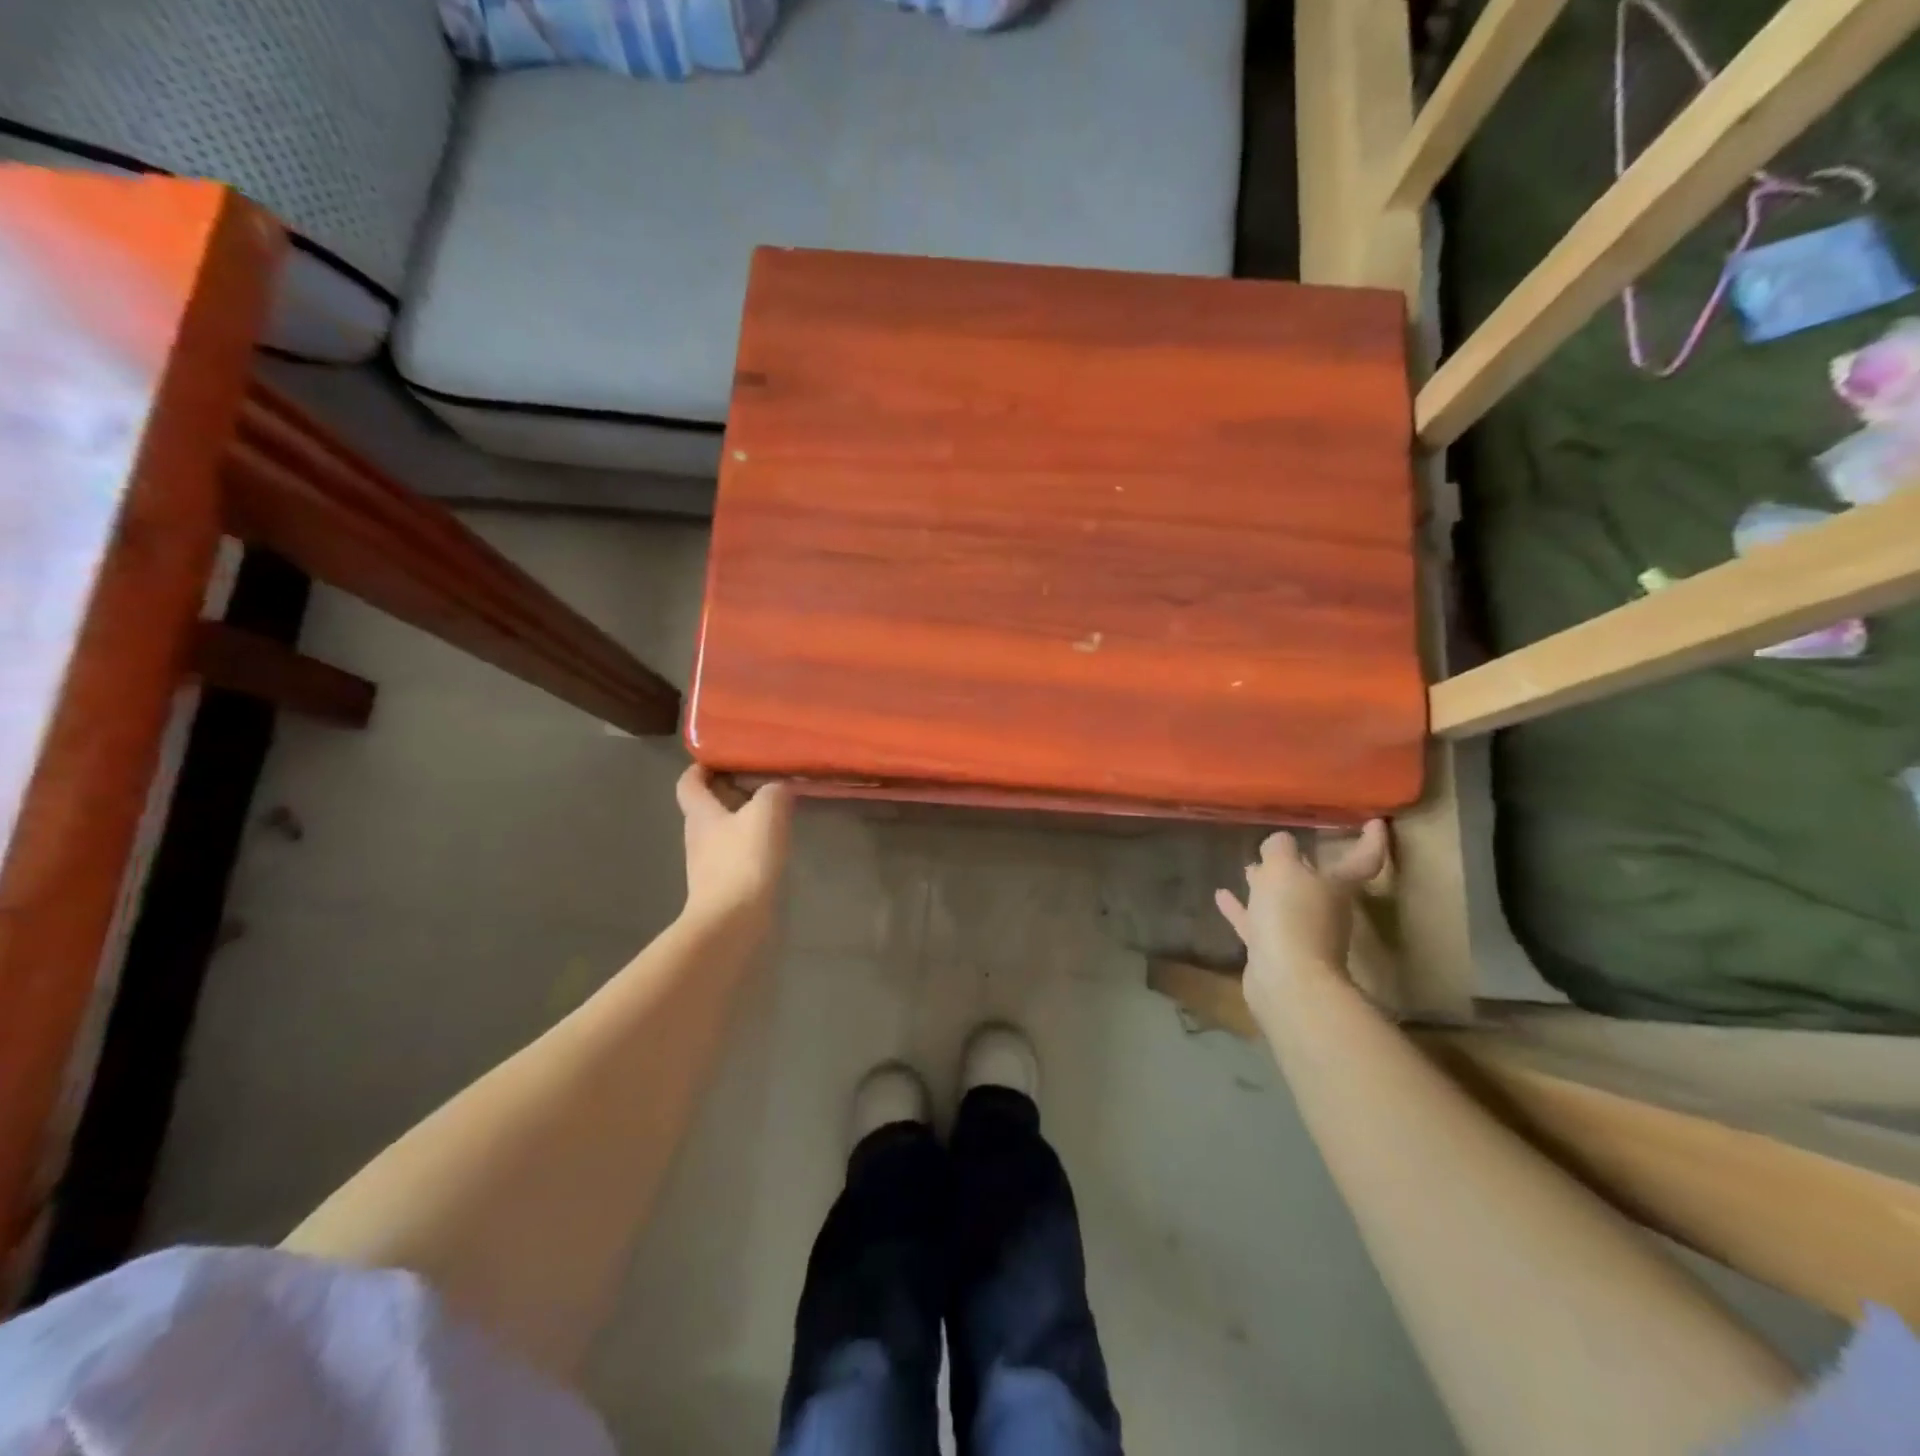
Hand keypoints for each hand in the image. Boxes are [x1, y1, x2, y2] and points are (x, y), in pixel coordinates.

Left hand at [676, 765, 794, 927]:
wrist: (732, 922)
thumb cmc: (743, 860)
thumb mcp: (766, 813)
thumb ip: (773, 792)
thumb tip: (777, 786)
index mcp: (700, 813)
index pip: (689, 782)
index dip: (701, 767)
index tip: (723, 756)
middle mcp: (698, 835)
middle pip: (707, 805)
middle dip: (730, 790)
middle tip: (760, 779)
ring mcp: (708, 863)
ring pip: (722, 830)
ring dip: (742, 817)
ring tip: (773, 810)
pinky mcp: (723, 885)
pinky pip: (734, 853)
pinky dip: (750, 843)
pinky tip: (773, 845)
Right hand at [1216, 820, 1389, 1022]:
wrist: (1287, 982)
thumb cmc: (1292, 917)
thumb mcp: (1282, 869)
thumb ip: (1280, 848)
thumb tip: (1280, 842)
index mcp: (1336, 886)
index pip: (1363, 859)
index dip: (1371, 840)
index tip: (1375, 822)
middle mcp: (1324, 909)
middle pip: (1316, 881)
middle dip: (1299, 864)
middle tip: (1280, 846)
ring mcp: (1299, 933)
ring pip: (1283, 901)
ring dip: (1266, 885)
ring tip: (1247, 867)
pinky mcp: (1274, 951)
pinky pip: (1256, 922)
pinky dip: (1241, 909)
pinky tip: (1221, 895)